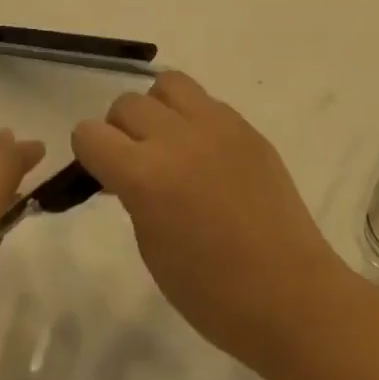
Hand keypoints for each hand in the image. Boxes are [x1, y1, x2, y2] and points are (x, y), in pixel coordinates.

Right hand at [71, 72, 349, 366]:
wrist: (290, 295)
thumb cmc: (212, 292)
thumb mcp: (151, 247)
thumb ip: (132, 195)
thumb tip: (127, 173)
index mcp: (146, 175)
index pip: (90, 133)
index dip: (88, 154)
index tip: (101, 175)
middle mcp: (179, 138)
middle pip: (127, 104)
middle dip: (119, 131)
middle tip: (135, 165)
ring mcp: (220, 127)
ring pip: (169, 85)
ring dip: (157, 110)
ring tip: (169, 146)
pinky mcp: (249, 129)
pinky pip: (207, 104)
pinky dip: (194, 120)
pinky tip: (207, 157)